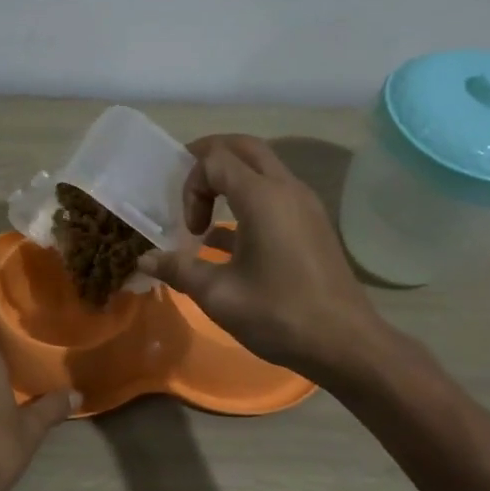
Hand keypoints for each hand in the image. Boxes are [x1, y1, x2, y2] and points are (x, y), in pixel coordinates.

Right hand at [137, 135, 381, 375]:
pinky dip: (247, 200)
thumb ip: (179, 270)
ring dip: (230, 179)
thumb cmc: (278, 314)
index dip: (191, 184)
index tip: (189, 228)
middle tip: (185, 184)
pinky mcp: (311, 223)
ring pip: (262, 168)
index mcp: (262, 197)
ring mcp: (304, 204)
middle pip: (244, 147)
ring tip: (205, 213)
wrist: (344, 343)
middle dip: (210, 158)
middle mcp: (286, 189)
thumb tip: (144, 260)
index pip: (216, 159)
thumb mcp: (218, 295)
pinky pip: (274, 193)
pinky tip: (228, 240)